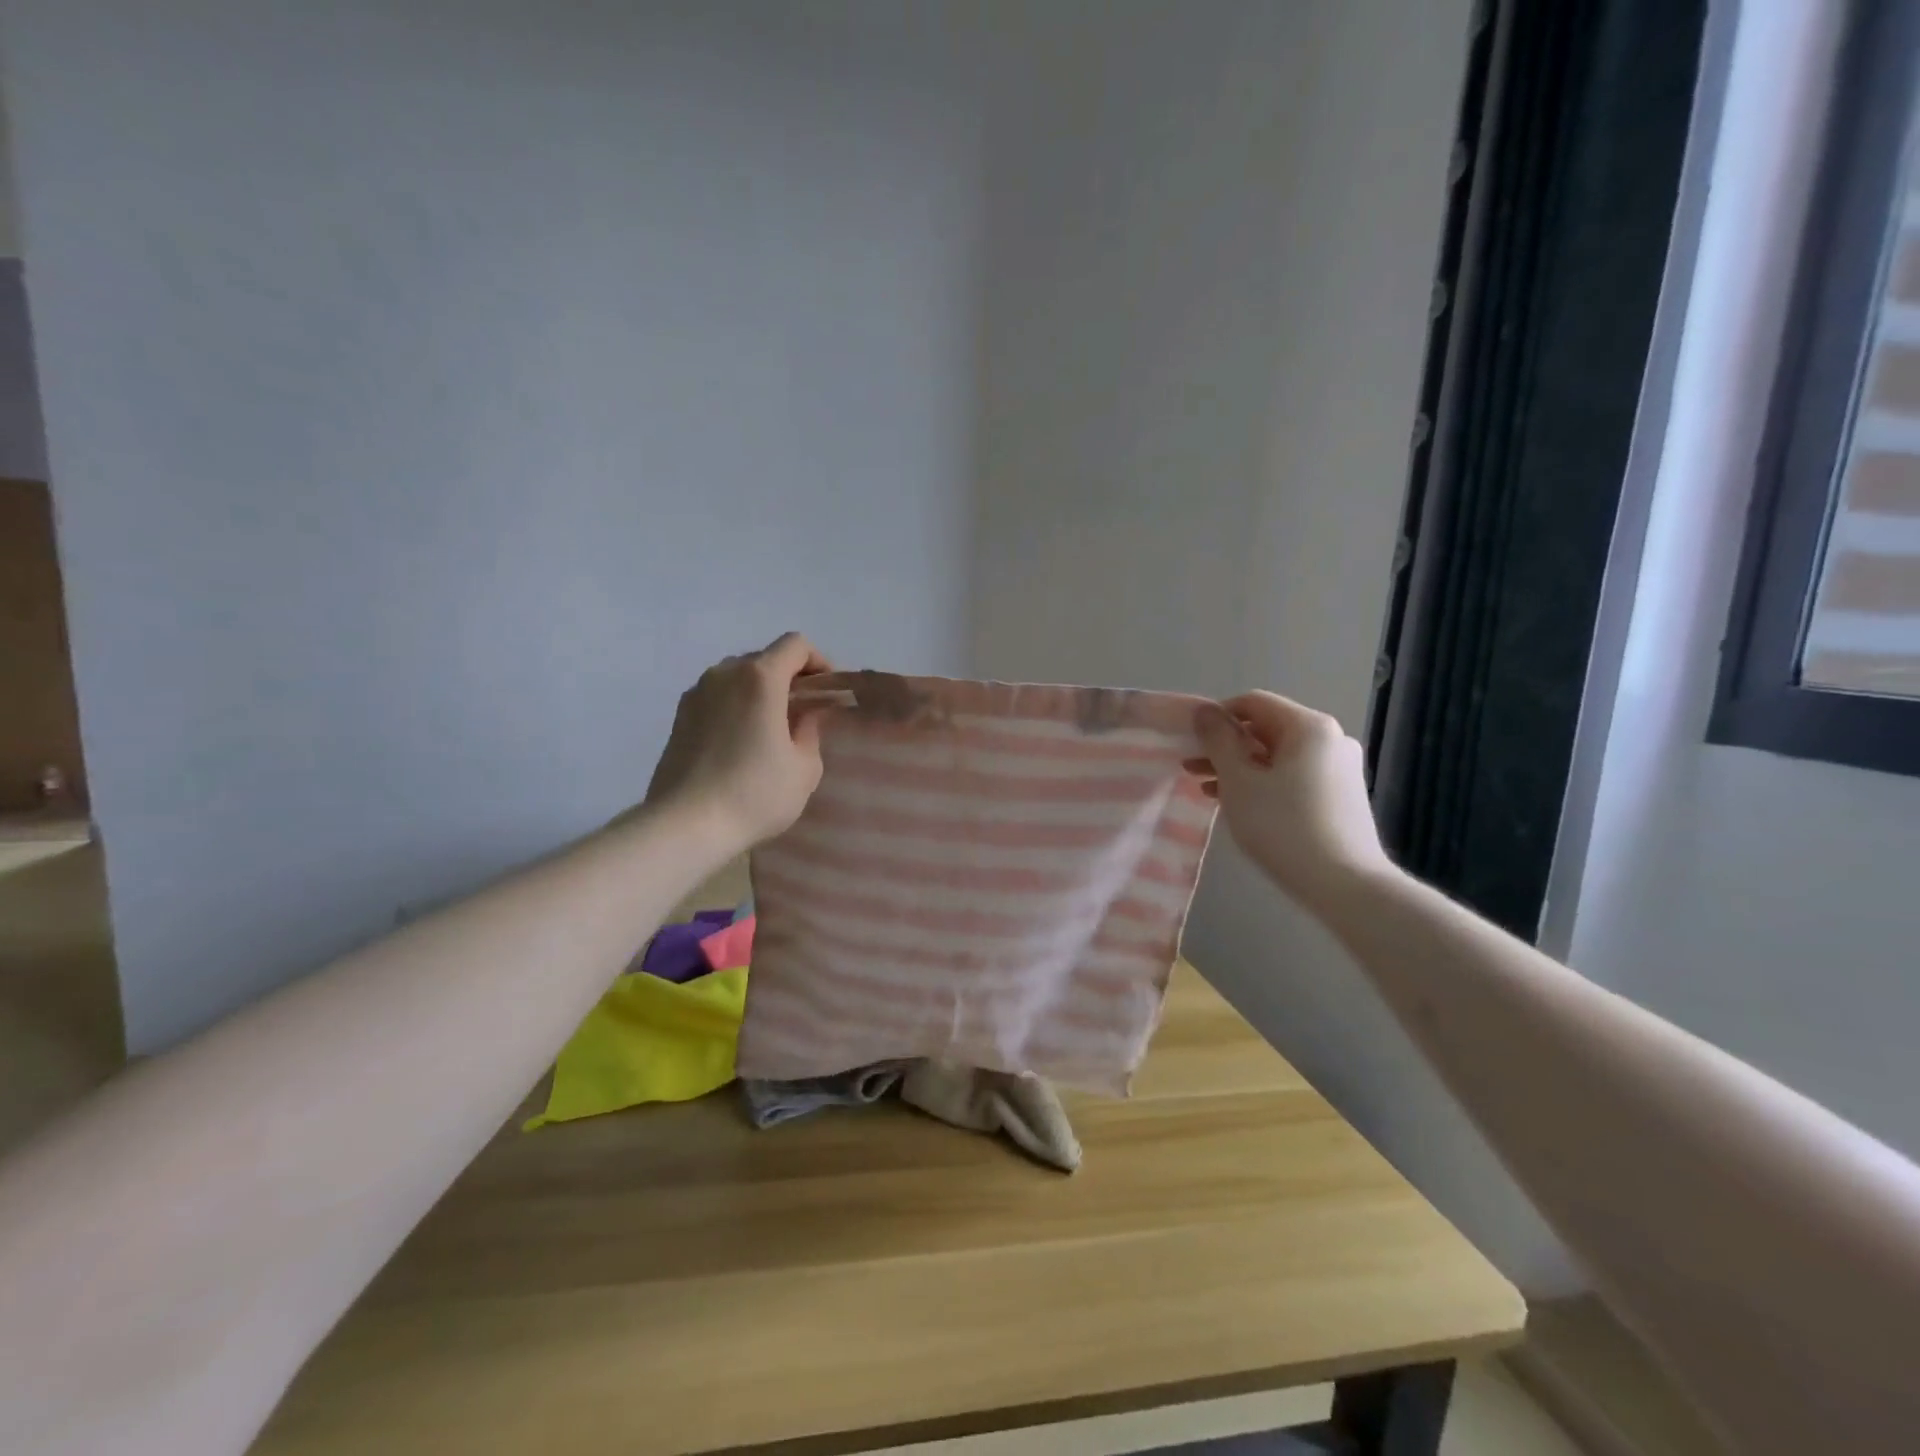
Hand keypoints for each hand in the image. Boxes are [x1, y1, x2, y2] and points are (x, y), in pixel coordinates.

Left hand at [643, 633, 837, 852]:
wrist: (685, 825)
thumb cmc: (755, 794)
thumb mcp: (804, 768)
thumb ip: (811, 730)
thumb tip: (806, 714)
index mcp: (760, 678)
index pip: (795, 645)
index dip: (818, 662)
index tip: (827, 692)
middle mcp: (724, 674)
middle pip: (765, 658)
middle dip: (790, 677)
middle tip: (805, 711)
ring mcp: (696, 693)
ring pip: (738, 677)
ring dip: (760, 691)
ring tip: (772, 728)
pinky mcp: (679, 716)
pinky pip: (717, 697)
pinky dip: (736, 706)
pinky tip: (742, 743)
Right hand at [1187, 692, 1394, 910]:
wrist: (1345, 886)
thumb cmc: (1284, 827)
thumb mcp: (1239, 782)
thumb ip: (1218, 741)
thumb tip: (1204, 712)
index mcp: (1309, 727)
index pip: (1254, 703)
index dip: (1217, 717)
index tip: (1192, 742)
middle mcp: (1331, 739)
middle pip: (1267, 729)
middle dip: (1226, 746)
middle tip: (1191, 767)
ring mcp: (1340, 768)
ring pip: (1279, 755)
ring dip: (1241, 767)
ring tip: (1207, 788)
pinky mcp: (1341, 795)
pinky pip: (1294, 776)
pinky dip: (1264, 782)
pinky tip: (1240, 804)